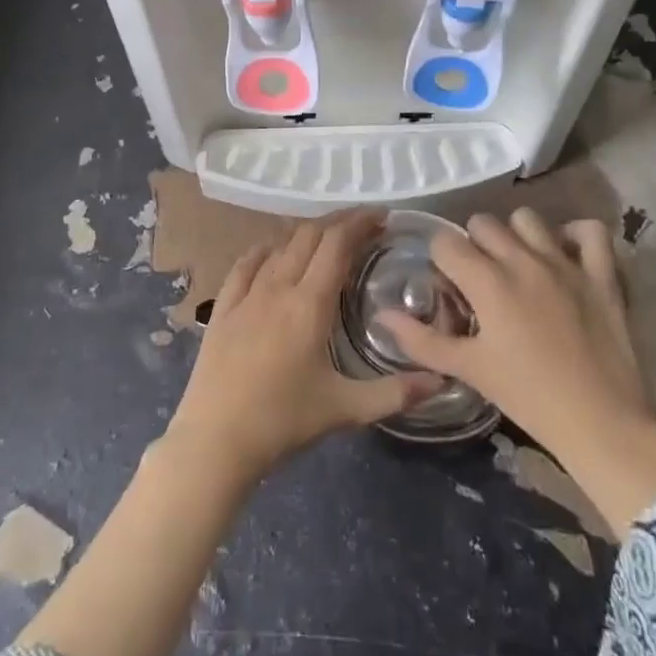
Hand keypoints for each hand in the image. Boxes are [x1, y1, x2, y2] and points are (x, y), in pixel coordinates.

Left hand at [164, 211, 442, 488]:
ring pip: (278, 244)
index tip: (381, 216)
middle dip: (338, 221)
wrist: (215, 440)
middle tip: (362, 224)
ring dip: (305, 232)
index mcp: (309, 303)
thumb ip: (395, 393)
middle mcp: (277, 286)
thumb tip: (441, 379)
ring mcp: (246, 294)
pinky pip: (245, 263)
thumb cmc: (283, 421)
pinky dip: (266, 248)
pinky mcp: (223, 306)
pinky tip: (273, 251)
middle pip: (309, 235)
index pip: (337, 244)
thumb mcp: (346, 409)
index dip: (360, 222)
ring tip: (326, 237)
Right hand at [376, 208, 655, 539]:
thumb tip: (382, 316)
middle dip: (473, 244)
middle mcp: (522, 260)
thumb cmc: (529, 398)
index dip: (440, 259)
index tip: (448, 284)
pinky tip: (565, 253)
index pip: (446, 242)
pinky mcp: (602, 273)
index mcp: (487, 282)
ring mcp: (565, 262)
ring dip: (516, 235)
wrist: (603, 424)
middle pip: (482, 223)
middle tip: (480, 278)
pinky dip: (575, 235)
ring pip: (528, 218)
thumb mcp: (469, 370)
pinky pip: (590, 230)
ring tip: (518, 265)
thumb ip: (421, 340)